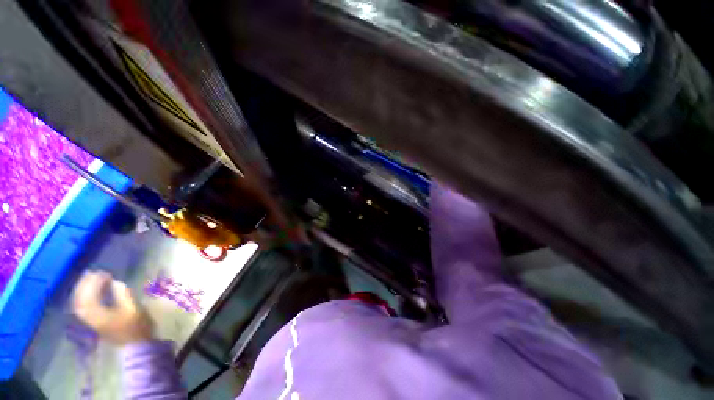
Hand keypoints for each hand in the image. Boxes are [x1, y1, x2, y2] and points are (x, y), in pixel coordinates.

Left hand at [73, 270, 154, 344]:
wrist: (137, 345)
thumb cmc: (137, 326)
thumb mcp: (134, 309)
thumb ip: (124, 295)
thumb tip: (115, 282)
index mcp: (99, 315)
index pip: (89, 296)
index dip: (93, 283)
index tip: (103, 273)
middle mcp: (90, 318)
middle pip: (80, 300)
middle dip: (84, 285)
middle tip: (92, 273)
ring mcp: (92, 321)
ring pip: (80, 304)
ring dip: (83, 291)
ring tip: (90, 280)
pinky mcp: (95, 323)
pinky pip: (84, 308)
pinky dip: (85, 298)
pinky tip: (93, 293)